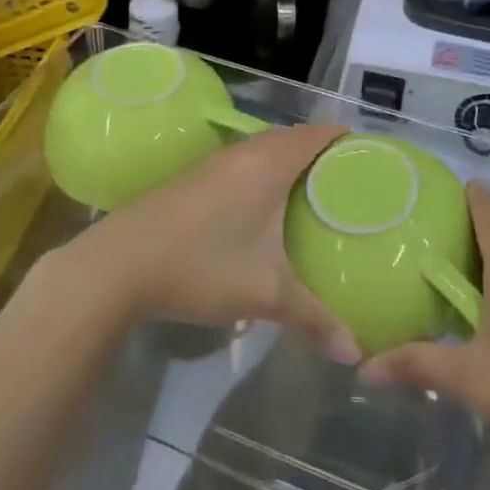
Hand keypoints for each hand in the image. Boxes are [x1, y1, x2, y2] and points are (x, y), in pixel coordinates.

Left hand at [64, 122, 360, 364]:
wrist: (119, 263)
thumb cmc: (202, 266)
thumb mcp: (266, 295)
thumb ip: (315, 319)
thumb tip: (356, 354)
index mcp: (269, 165)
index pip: (315, 135)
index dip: (343, 137)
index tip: (369, 153)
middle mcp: (243, 154)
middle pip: (290, 137)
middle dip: (318, 150)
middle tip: (346, 177)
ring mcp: (213, 163)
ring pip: (261, 149)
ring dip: (286, 159)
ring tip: (310, 189)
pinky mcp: (192, 178)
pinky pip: (241, 162)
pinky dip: (260, 171)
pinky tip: (261, 205)